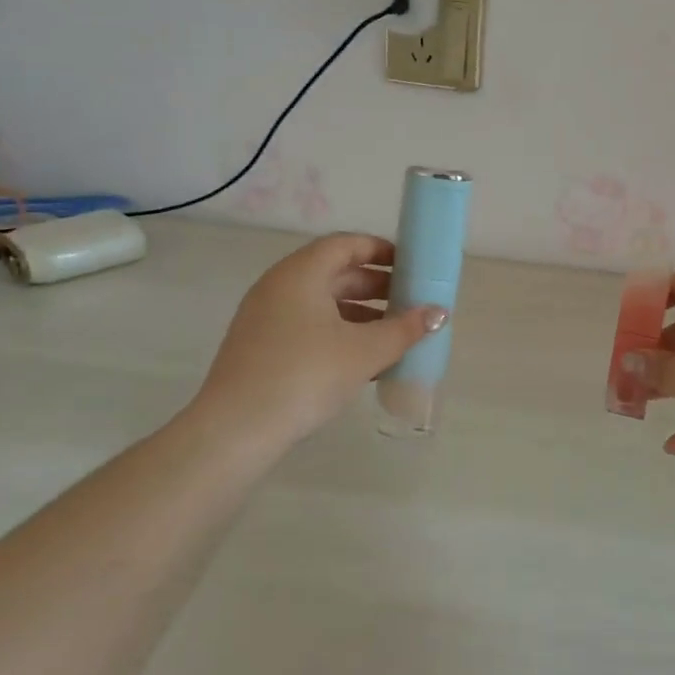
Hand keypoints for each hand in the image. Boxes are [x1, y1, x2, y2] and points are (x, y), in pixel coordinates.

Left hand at [192, 233, 445, 453]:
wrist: (236, 430)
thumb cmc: (305, 375)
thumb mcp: (364, 352)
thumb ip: (405, 329)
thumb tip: (439, 313)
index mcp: (301, 273)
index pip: (345, 244)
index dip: (380, 250)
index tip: (410, 265)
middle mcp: (279, 286)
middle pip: (333, 272)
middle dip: (375, 284)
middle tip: (408, 299)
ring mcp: (265, 317)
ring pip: (321, 302)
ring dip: (359, 312)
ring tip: (393, 333)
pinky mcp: (260, 346)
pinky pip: (307, 326)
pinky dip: (338, 332)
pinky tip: (363, 360)